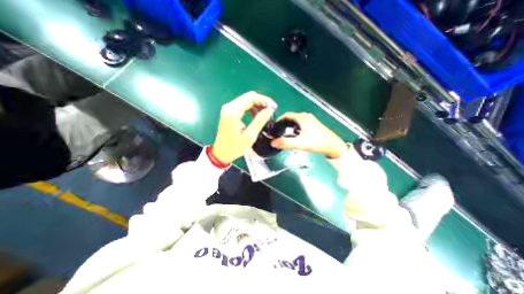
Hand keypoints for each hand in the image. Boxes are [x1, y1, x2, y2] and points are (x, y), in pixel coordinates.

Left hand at [213, 92, 277, 163]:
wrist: (221, 153)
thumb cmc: (235, 147)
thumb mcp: (250, 135)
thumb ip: (260, 121)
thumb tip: (270, 109)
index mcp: (233, 111)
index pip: (251, 98)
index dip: (264, 100)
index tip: (274, 107)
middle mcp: (229, 107)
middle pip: (248, 97)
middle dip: (262, 101)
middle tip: (271, 109)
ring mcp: (228, 109)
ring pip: (246, 100)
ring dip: (257, 104)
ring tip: (266, 112)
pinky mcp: (229, 112)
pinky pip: (242, 105)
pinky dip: (251, 108)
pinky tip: (256, 115)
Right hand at [270, 113, 346, 157]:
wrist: (334, 146)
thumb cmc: (317, 143)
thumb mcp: (300, 143)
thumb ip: (286, 143)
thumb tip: (272, 142)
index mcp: (302, 118)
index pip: (286, 115)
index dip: (278, 120)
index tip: (273, 127)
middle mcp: (306, 116)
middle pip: (291, 117)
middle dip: (283, 123)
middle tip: (277, 132)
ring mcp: (311, 120)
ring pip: (296, 121)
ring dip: (288, 126)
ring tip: (283, 134)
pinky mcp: (313, 125)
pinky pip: (300, 124)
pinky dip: (294, 127)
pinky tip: (294, 135)